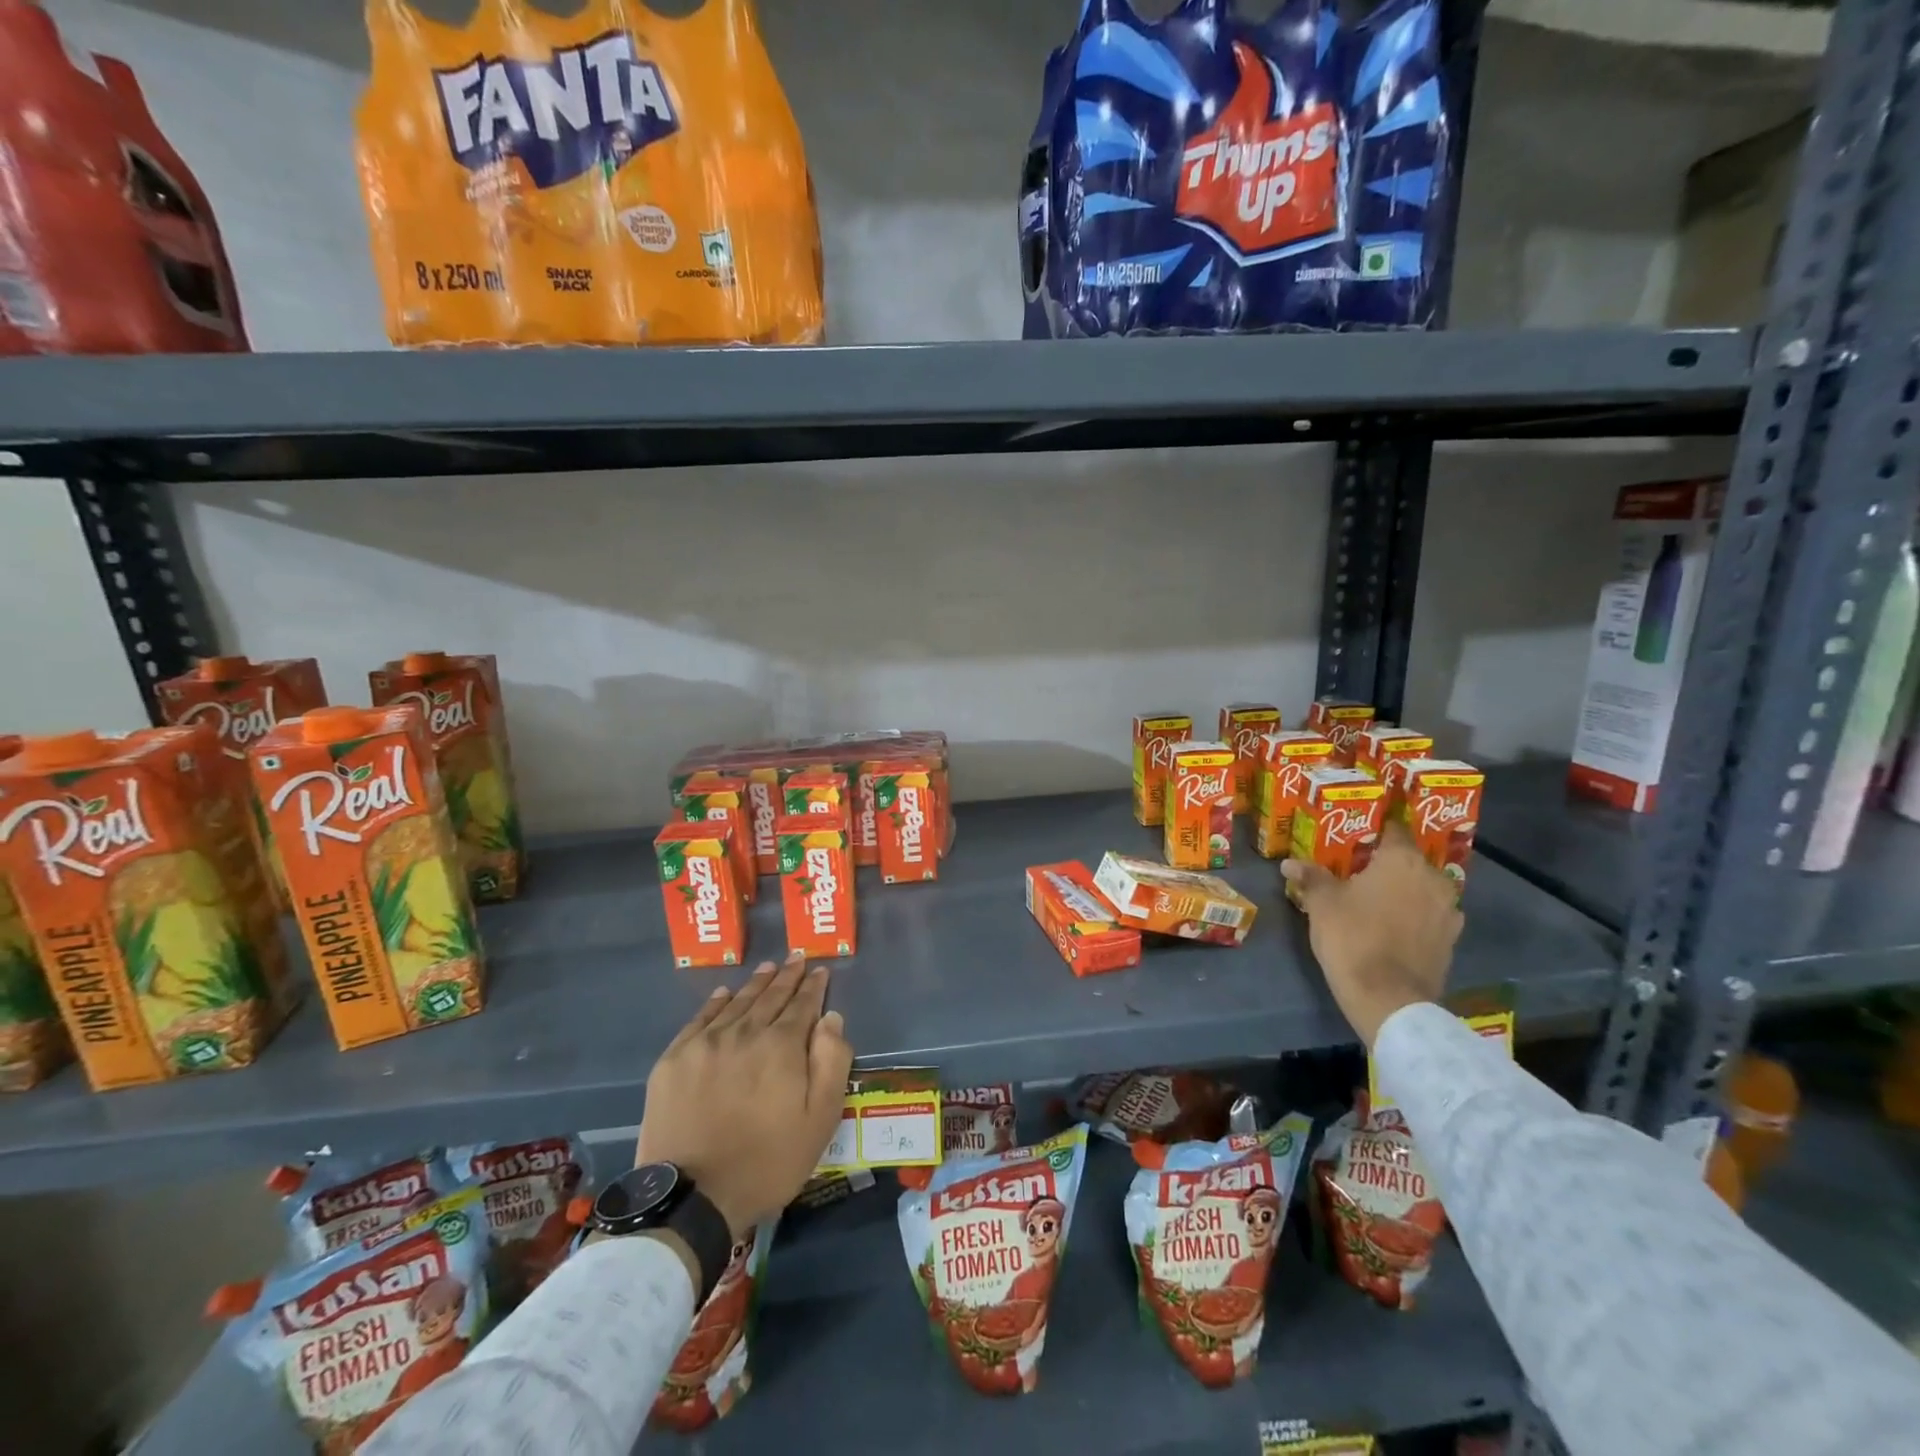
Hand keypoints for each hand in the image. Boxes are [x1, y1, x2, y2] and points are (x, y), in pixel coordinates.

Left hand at [636, 952, 852, 1238]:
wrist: (692, 1198)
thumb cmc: (767, 1162)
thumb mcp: (819, 1120)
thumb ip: (831, 1062)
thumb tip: (831, 1018)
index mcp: (781, 1046)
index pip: (802, 1005)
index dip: (813, 986)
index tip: (820, 970)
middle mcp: (744, 1032)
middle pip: (770, 997)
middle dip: (787, 976)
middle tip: (796, 958)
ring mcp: (705, 1044)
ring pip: (737, 1003)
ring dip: (756, 984)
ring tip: (768, 968)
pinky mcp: (674, 1060)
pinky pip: (699, 1019)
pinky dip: (716, 1003)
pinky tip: (724, 993)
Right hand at [1281, 818, 1461, 1047]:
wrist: (1388, 998)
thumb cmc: (1352, 937)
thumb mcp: (1322, 903)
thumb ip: (1310, 877)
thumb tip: (1289, 863)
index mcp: (1402, 860)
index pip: (1394, 829)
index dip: (1375, 829)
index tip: (1357, 835)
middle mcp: (1433, 878)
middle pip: (1409, 860)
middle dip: (1387, 863)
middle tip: (1359, 869)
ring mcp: (1448, 910)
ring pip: (1423, 888)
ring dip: (1404, 890)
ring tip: (1376, 899)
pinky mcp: (1451, 939)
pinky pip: (1430, 915)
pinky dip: (1415, 915)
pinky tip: (1393, 926)